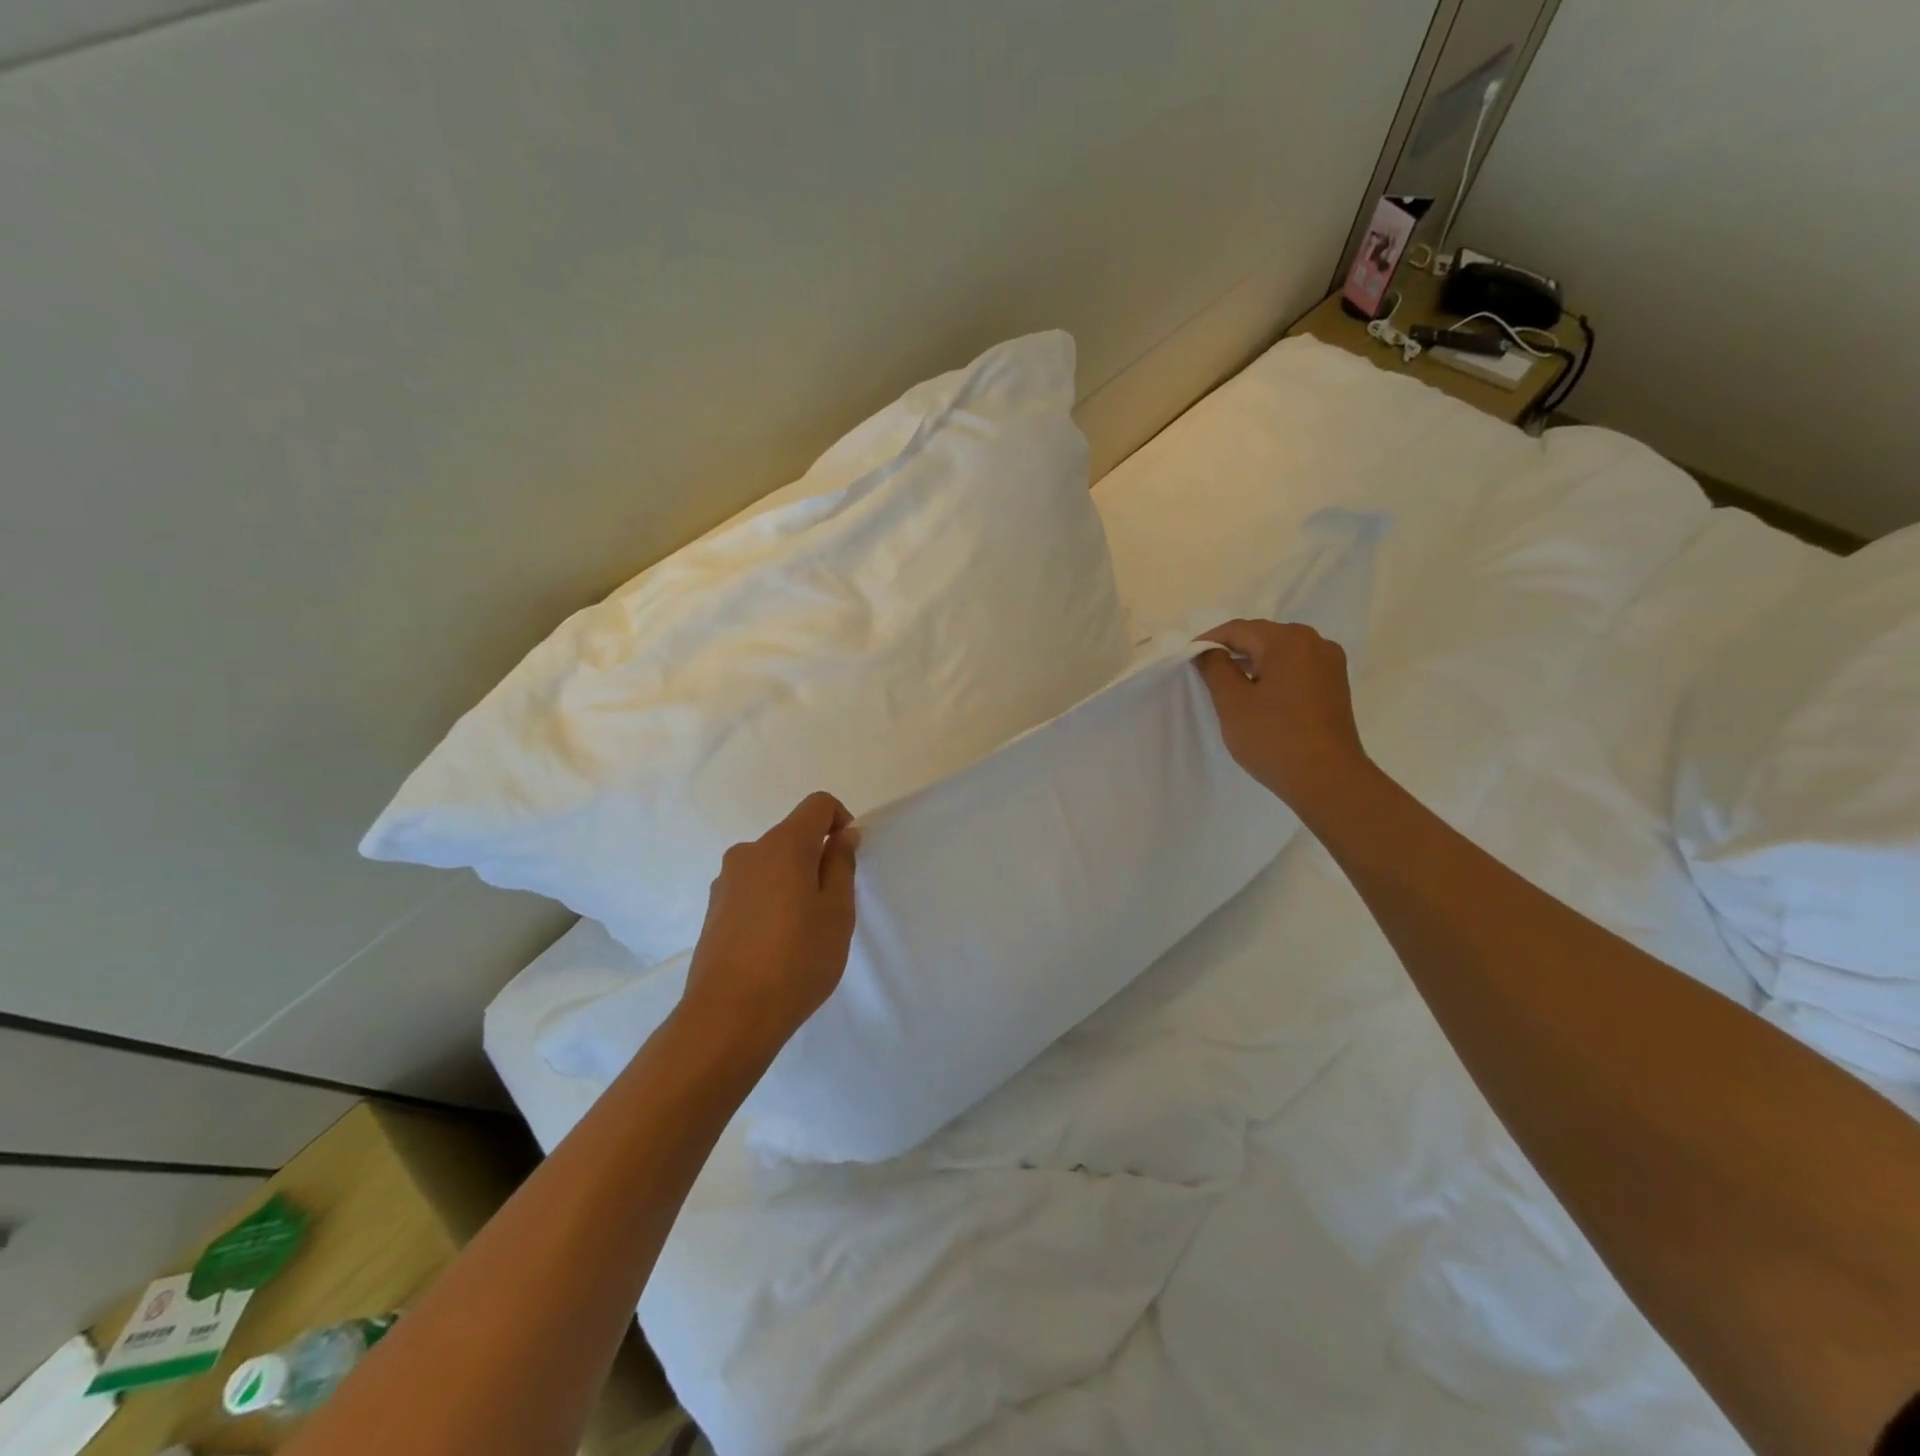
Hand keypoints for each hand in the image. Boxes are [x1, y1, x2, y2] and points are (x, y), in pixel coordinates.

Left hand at [677, 792, 859, 1063]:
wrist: (728, 1016)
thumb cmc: (796, 960)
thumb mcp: (837, 912)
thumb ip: (841, 865)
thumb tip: (841, 834)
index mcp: (782, 845)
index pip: (817, 805)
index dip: (840, 820)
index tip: (849, 856)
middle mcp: (748, 853)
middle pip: (792, 836)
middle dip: (817, 858)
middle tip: (831, 906)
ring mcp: (725, 882)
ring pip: (771, 865)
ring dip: (792, 882)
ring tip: (802, 931)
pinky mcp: (713, 910)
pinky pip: (752, 889)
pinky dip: (771, 901)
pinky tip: (775, 944)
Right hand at [1193, 619, 1369, 812]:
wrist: (1327, 779)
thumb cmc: (1274, 738)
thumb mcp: (1233, 702)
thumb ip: (1215, 668)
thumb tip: (1207, 650)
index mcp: (1288, 640)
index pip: (1238, 629)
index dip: (1208, 640)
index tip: (1187, 658)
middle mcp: (1314, 642)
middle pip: (1262, 636)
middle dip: (1232, 649)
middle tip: (1205, 670)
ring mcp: (1329, 663)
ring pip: (1281, 651)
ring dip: (1253, 661)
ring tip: (1229, 683)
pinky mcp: (1335, 684)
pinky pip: (1297, 666)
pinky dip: (1274, 672)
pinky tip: (1259, 693)